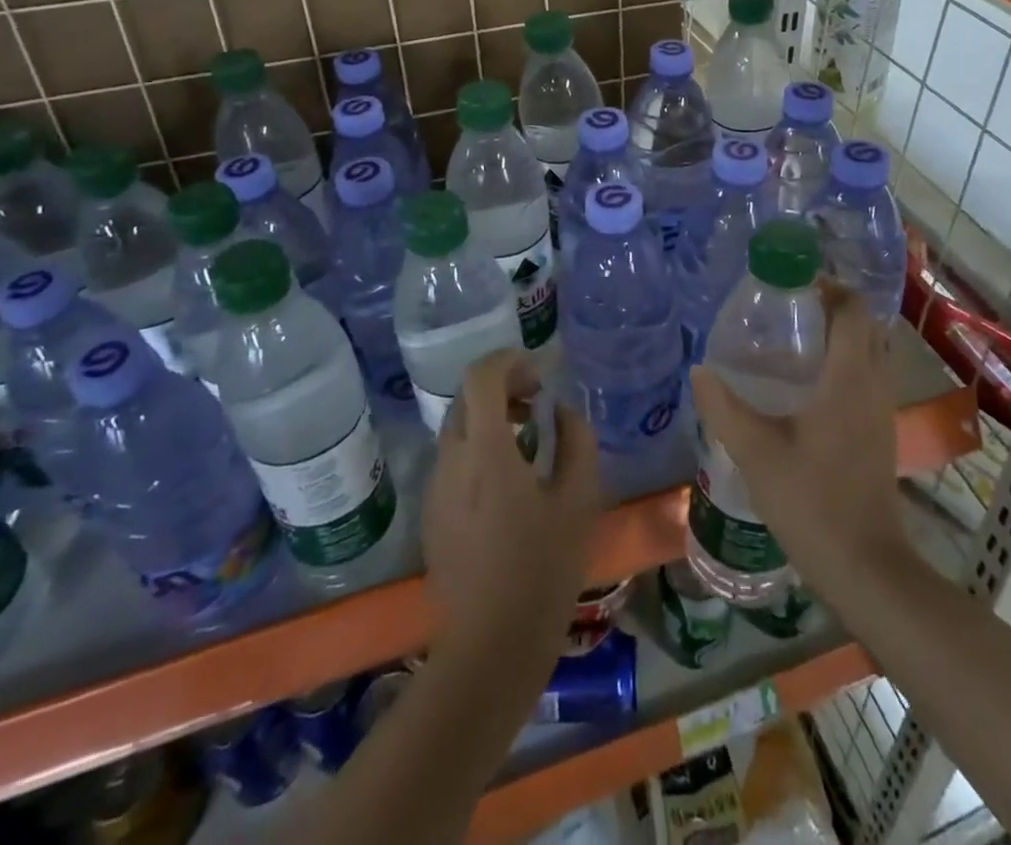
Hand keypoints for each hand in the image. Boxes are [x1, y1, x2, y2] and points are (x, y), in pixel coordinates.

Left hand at [422, 351, 601, 670]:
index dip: (508, 360)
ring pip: (458, 428)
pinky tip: (508, 480)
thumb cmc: (543, 572)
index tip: (538, 372)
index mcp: (486, 452)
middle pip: (467, 398)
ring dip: (491, 417)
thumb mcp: (578, 502)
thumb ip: (576, 442)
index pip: (481, 377)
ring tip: (529, 437)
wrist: (489, 648)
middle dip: (502, 387)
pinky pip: (453, 460)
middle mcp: (451, 460)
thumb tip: (561, 411)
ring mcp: (435, 488)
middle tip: (538, 401)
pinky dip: (479, 447)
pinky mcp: (431, 513)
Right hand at [691, 282, 904, 586]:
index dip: (827, 286)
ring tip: (792, 338)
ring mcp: (881, 410)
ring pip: (870, 351)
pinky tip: (804, 384)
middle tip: (787, 306)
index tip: (790, 281)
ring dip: (840, 333)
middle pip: (865, 324)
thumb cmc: (812, 503)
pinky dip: (844, 361)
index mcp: (848, 378)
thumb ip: (724, 407)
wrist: (866, 568)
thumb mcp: (756, 452)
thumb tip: (700, 370)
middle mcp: (873, 385)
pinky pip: (867, 376)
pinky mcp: (879, 432)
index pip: (852, 310)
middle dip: (832, 305)